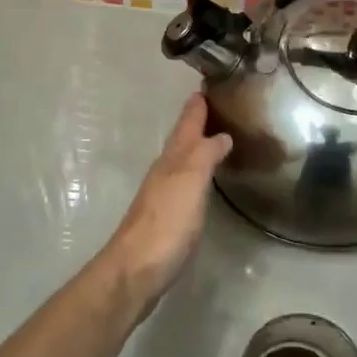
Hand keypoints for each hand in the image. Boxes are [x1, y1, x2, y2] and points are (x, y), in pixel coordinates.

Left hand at [95, 94, 232, 315]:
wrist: (135, 271)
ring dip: (197, 146)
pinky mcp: (167, 219)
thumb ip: (205, 155)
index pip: (186, 123)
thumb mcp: (189, 181)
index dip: (197, 105)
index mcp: (172, 159)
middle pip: (182, 139)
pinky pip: (185, 183)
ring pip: (183, 160)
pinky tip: (204, 180)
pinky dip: (197, 172)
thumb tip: (221, 134)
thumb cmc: (165, 223)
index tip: (208, 85)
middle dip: (197, 121)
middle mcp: (165, 172)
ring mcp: (163, 195)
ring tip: (216, 136)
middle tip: (216, 106)